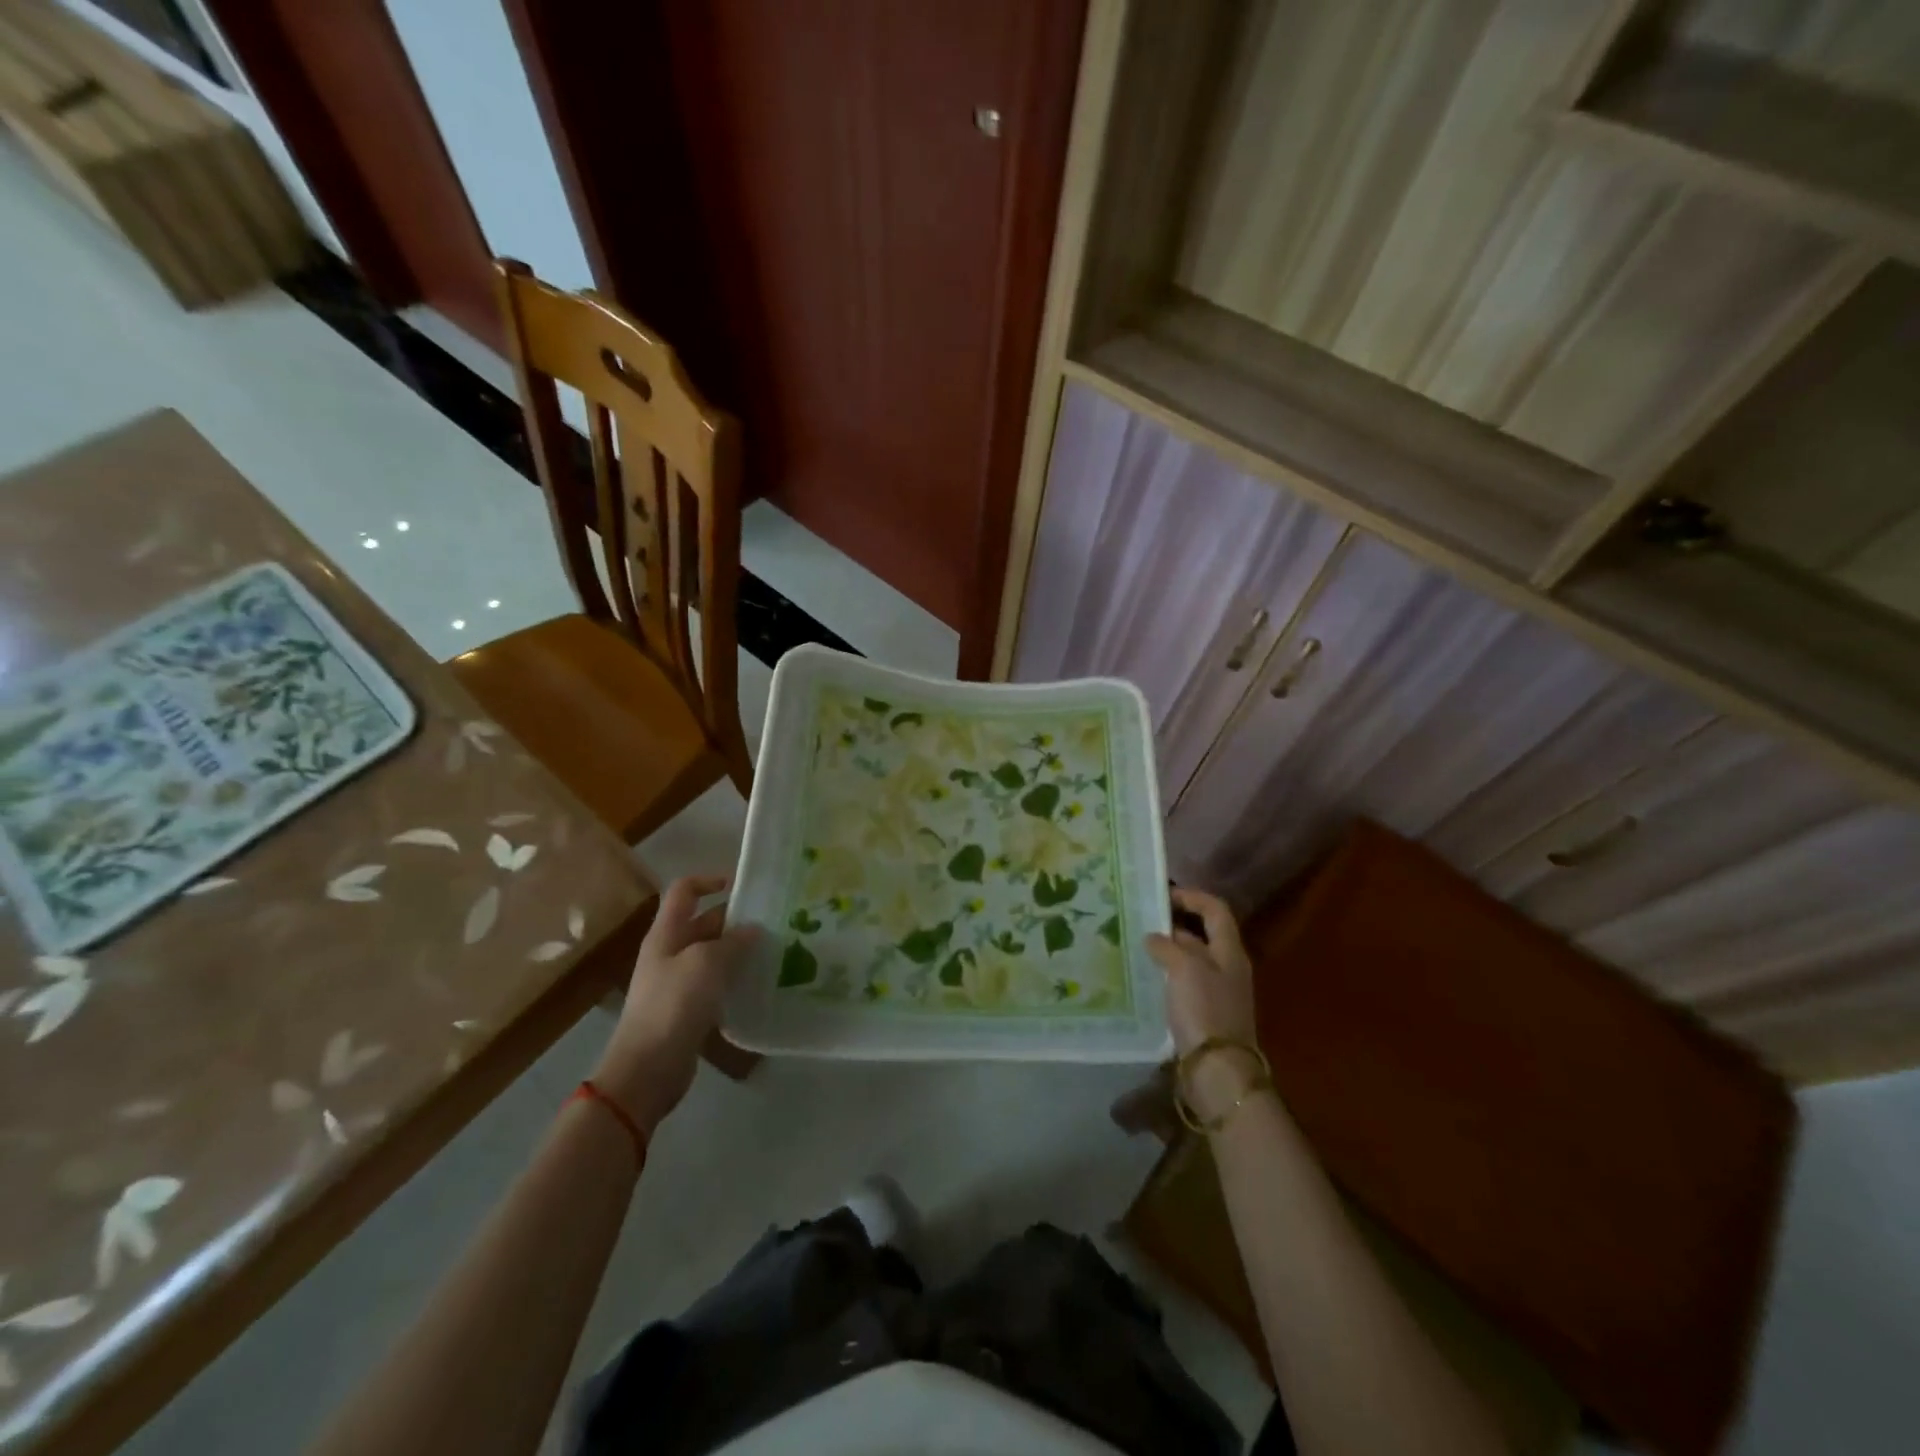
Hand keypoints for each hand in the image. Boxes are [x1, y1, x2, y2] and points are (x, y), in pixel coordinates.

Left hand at [592, 876, 759, 1135]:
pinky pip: (715, 982)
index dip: (709, 880)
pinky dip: (735, 978)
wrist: (647, 1068)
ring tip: (773, 950)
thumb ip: (733, 942)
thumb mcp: (707, 963)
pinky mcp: (687, 1008)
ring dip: (739, 950)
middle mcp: (670, 951)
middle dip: (735, 919)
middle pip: (703, 922)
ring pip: (712, 953)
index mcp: (667, 933)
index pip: (684, 890)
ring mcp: (677, 981)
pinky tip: (758, 984)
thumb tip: (753, 930)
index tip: (742, 885)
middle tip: (773, 922)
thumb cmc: (674, 1004)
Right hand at [1146, 887, 1262, 1121]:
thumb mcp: (1184, 968)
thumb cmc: (1204, 1010)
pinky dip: (1166, 975)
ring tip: (1136, 946)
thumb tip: (1154, 937)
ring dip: (1167, 950)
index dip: (1192, 897)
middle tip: (1141, 920)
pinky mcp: (1204, 1014)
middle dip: (1174, 924)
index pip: (1215, 910)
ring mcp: (1217, 992)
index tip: (1162, 895)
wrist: (1217, 1071)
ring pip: (1191, 960)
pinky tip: (1144, 978)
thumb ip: (1168, 946)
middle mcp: (1227, 968)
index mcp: (1229, 951)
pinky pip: (1184, 983)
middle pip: (1203, 934)